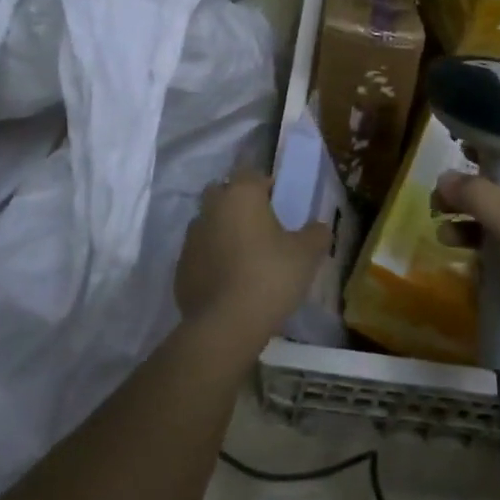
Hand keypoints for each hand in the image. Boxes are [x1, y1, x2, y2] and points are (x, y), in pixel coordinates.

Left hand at [175, 172, 331, 352]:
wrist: (225, 325)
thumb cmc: (270, 276)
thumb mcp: (307, 255)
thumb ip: (316, 234)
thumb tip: (319, 227)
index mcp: (241, 195)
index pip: (251, 174)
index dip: (266, 185)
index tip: (279, 202)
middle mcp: (211, 209)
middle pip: (223, 193)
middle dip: (238, 202)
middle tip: (260, 224)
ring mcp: (191, 239)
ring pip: (208, 223)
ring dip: (222, 230)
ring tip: (244, 255)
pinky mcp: (180, 268)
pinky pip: (199, 254)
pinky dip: (211, 259)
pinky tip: (228, 280)